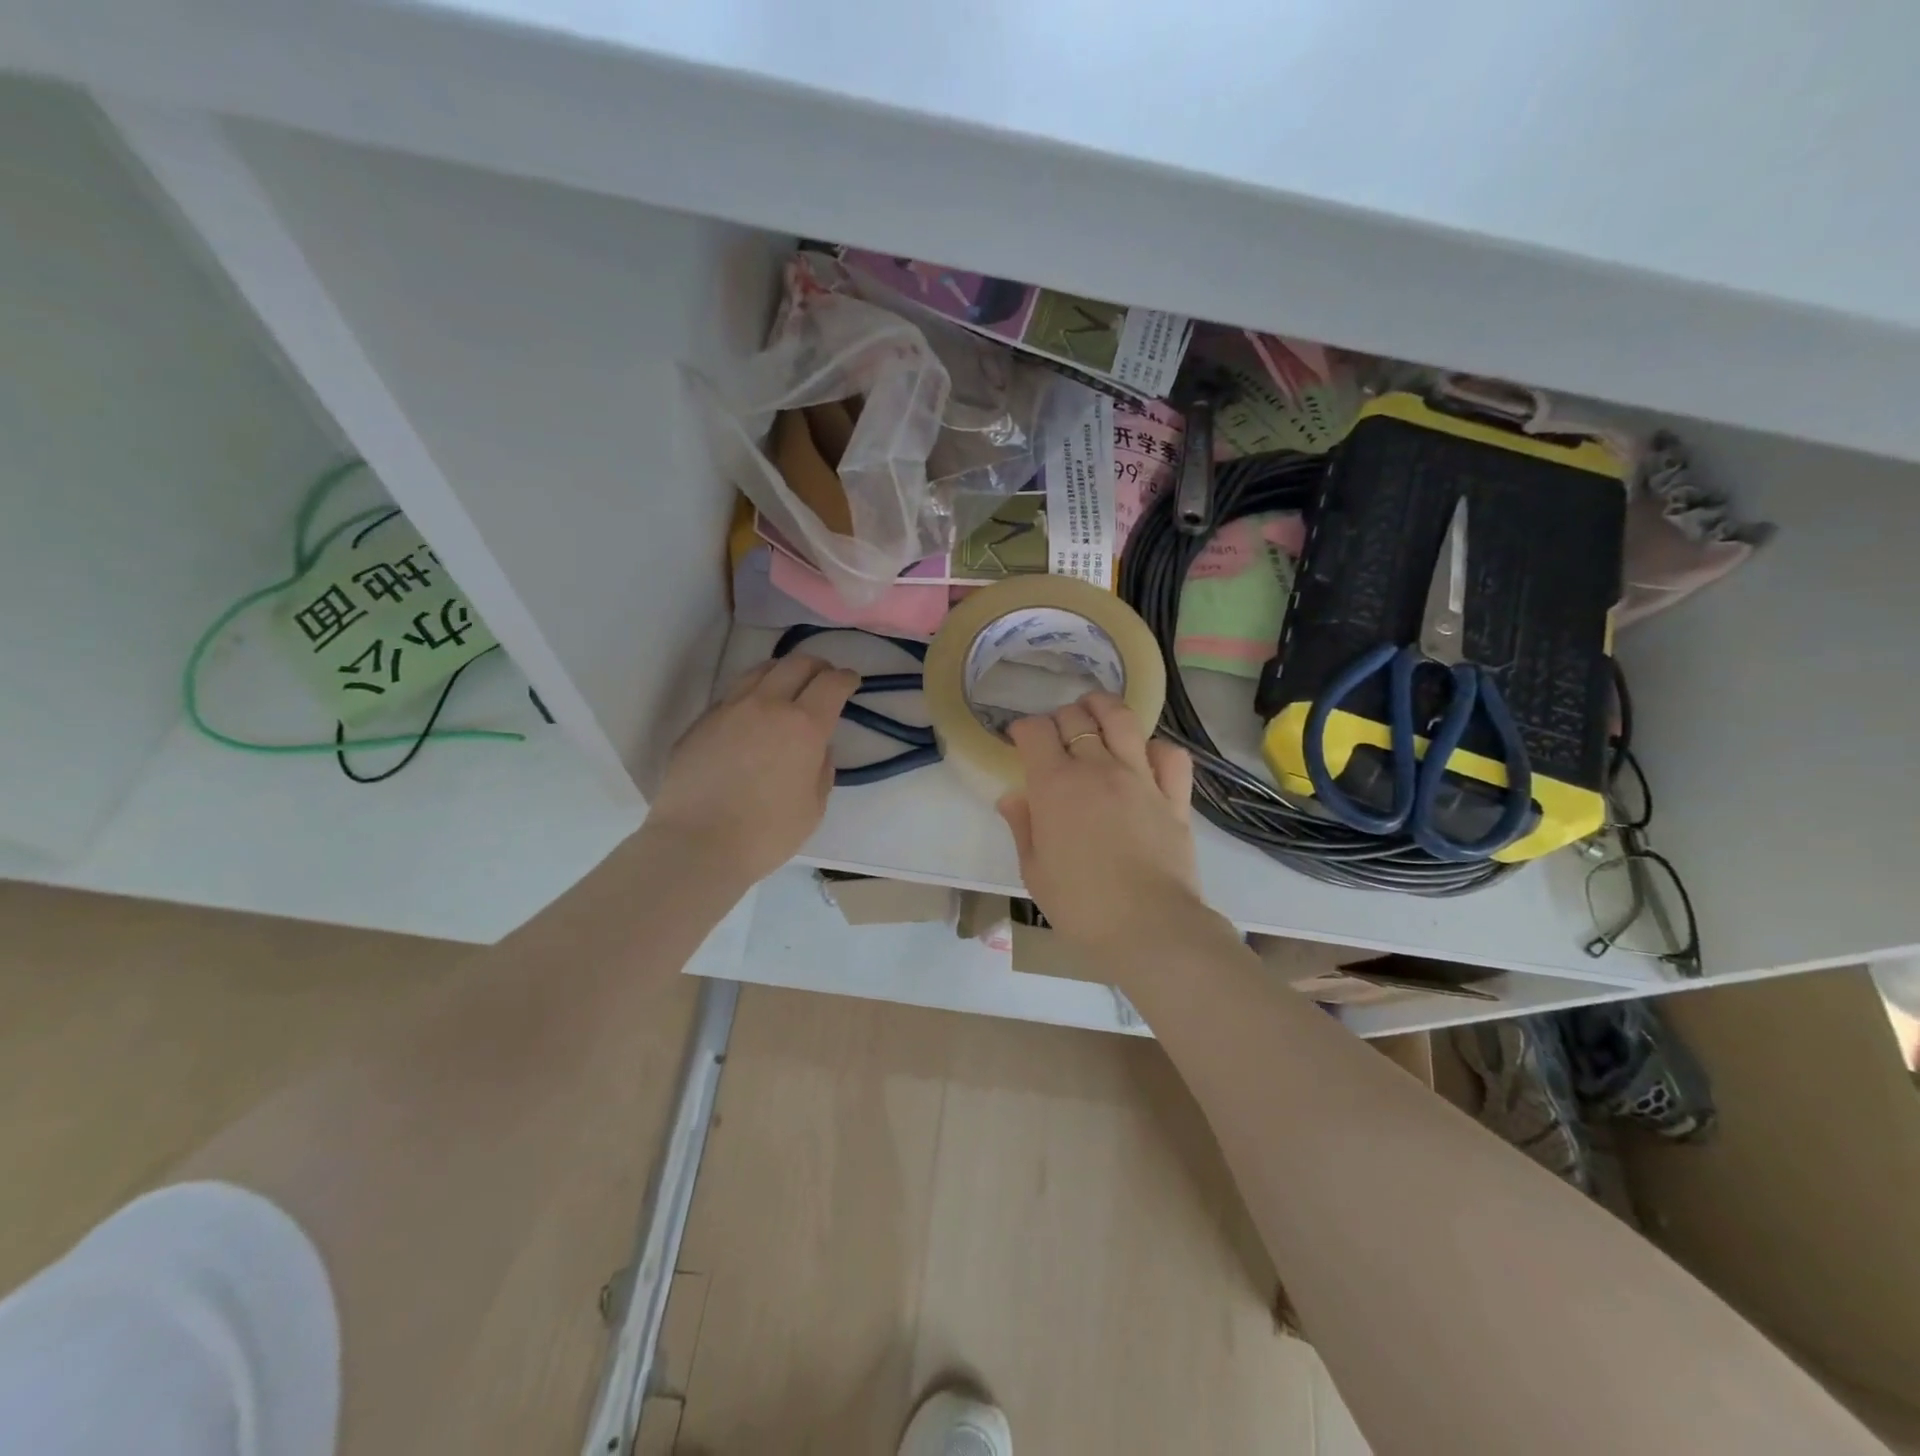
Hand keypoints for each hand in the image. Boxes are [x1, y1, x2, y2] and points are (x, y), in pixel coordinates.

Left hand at [644, 653, 858, 886]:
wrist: (696, 844)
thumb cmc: (766, 834)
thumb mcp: (813, 808)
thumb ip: (822, 770)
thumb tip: (818, 749)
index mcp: (803, 726)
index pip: (831, 684)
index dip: (846, 678)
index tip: (851, 682)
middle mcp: (766, 706)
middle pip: (796, 664)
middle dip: (817, 666)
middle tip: (824, 678)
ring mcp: (728, 710)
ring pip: (759, 671)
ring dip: (781, 671)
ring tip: (787, 685)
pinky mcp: (701, 723)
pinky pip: (732, 695)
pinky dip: (752, 695)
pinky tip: (752, 715)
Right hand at [996, 692, 1204, 951]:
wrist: (1149, 928)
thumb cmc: (1081, 906)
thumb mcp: (1034, 871)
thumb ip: (1023, 826)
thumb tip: (1013, 796)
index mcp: (1055, 785)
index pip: (1035, 731)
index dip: (1023, 728)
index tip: (1019, 738)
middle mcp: (1097, 769)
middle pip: (1076, 718)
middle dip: (1059, 717)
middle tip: (1054, 733)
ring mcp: (1140, 778)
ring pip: (1122, 720)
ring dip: (1104, 707)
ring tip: (1095, 709)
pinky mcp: (1174, 797)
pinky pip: (1170, 755)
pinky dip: (1157, 747)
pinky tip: (1145, 755)